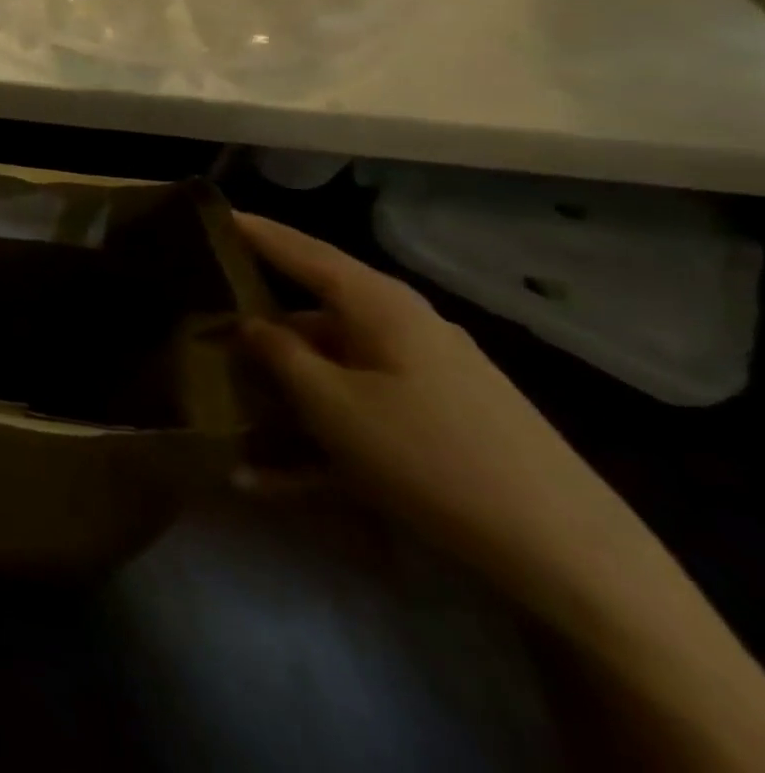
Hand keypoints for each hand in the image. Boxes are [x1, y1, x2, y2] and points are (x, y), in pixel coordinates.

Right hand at [235, 213, 648, 598]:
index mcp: (378, 305)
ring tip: (225, 411)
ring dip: (280, 392)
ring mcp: (424, 378)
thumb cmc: (428, 455)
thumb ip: (278, 352)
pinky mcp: (438, 424)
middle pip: (312, 311)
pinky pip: (358, 414)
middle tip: (201, 318)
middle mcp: (402, 328)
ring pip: (330, 369)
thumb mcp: (331, 403)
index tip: (209, 213)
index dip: (252, 231)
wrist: (571, 559)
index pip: (301, 250)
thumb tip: (247, 322)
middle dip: (256, 321)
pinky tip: (267, 479)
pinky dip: (314, 439)